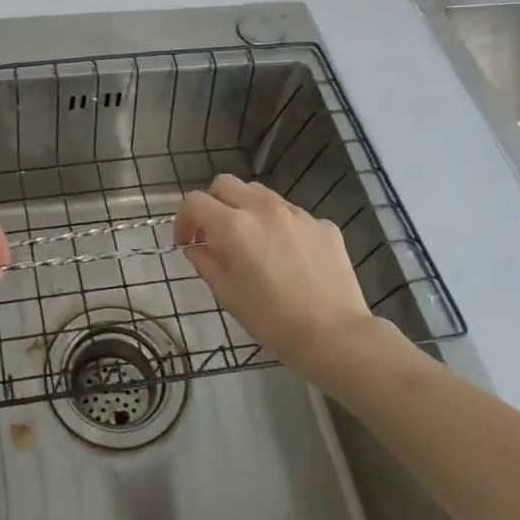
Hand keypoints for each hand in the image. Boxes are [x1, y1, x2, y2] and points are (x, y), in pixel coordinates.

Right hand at [175, 176, 413, 378]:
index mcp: (234, 226)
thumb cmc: (272, 321)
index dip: (184, 219)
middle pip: (225, 184)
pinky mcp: (323, 224)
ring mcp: (297, 213)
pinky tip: (288, 257)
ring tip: (252, 242)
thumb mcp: (227, 294)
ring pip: (260, 194)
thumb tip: (197, 246)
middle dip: (212, 204)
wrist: (336, 336)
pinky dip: (279, 226)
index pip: (195, 201)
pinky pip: (291, 215)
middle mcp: (264, 209)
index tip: (187, 243)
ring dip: (245, 209)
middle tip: (214, 234)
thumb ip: (205, 262)